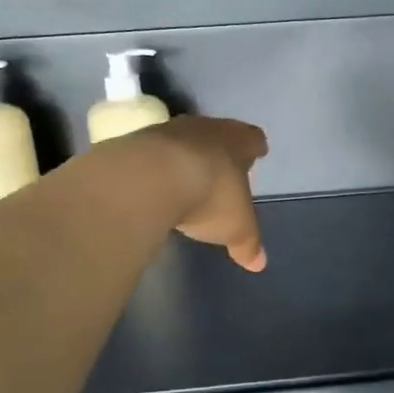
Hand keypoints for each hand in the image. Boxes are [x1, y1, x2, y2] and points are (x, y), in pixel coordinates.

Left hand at [143, 116, 270, 271]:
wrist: (149, 179)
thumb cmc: (210, 196)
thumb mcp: (236, 228)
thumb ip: (248, 244)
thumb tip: (259, 263)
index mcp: (238, 142)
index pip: (253, 139)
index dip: (255, 147)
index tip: (257, 152)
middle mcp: (206, 128)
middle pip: (218, 134)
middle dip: (220, 150)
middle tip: (222, 167)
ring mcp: (168, 131)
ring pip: (183, 140)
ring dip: (185, 156)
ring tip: (186, 178)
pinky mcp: (135, 141)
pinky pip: (152, 153)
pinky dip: (156, 166)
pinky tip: (154, 185)